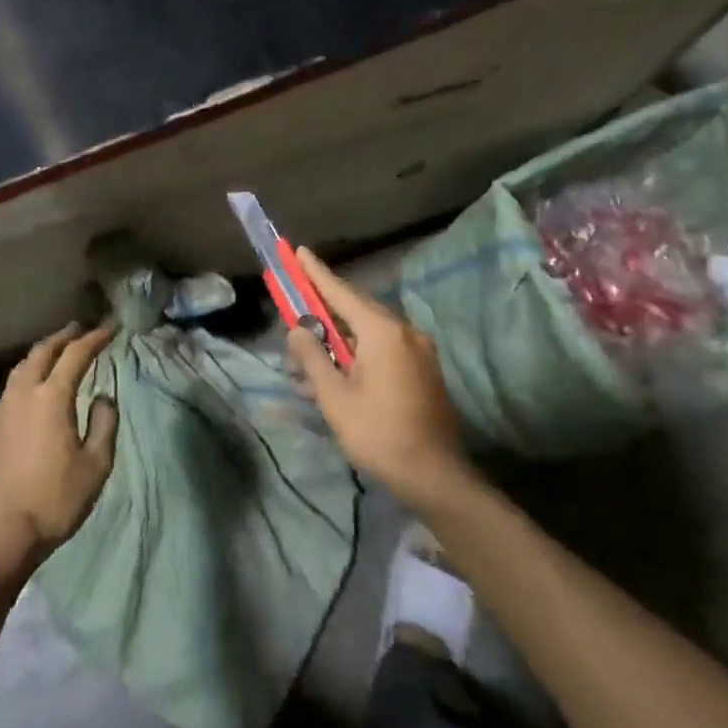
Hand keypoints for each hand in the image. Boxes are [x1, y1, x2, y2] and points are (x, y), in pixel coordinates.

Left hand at [0, 322, 119, 573]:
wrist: (2, 532)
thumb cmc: (56, 499)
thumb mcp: (96, 464)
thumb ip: (104, 423)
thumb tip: (103, 397)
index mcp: (51, 397)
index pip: (76, 355)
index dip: (95, 338)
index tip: (112, 327)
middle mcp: (23, 393)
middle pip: (43, 352)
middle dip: (64, 337)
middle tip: (81, 329)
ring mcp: (2, 409)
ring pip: (22, 367)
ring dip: (42, 353)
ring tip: (57, 350)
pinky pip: (12, 386)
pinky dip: (28, 373)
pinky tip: (34, 386)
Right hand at [285, 248, 472, 516]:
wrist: (434, 476)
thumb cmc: (378, 433)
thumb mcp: (333, 396)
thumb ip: (312, 356)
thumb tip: (298, 329)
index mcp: (382, 332)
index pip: (340, 292)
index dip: (316, 272)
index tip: (298, 251)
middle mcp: (404, 332)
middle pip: (353, 312)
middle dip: (320, 318)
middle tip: (293, 325)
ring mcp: (418, 351)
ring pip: (366, 335)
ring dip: (335, 346)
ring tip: (306, 371)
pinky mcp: (422, 371)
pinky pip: (381, 351)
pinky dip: (355, 357)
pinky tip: (334, 380)